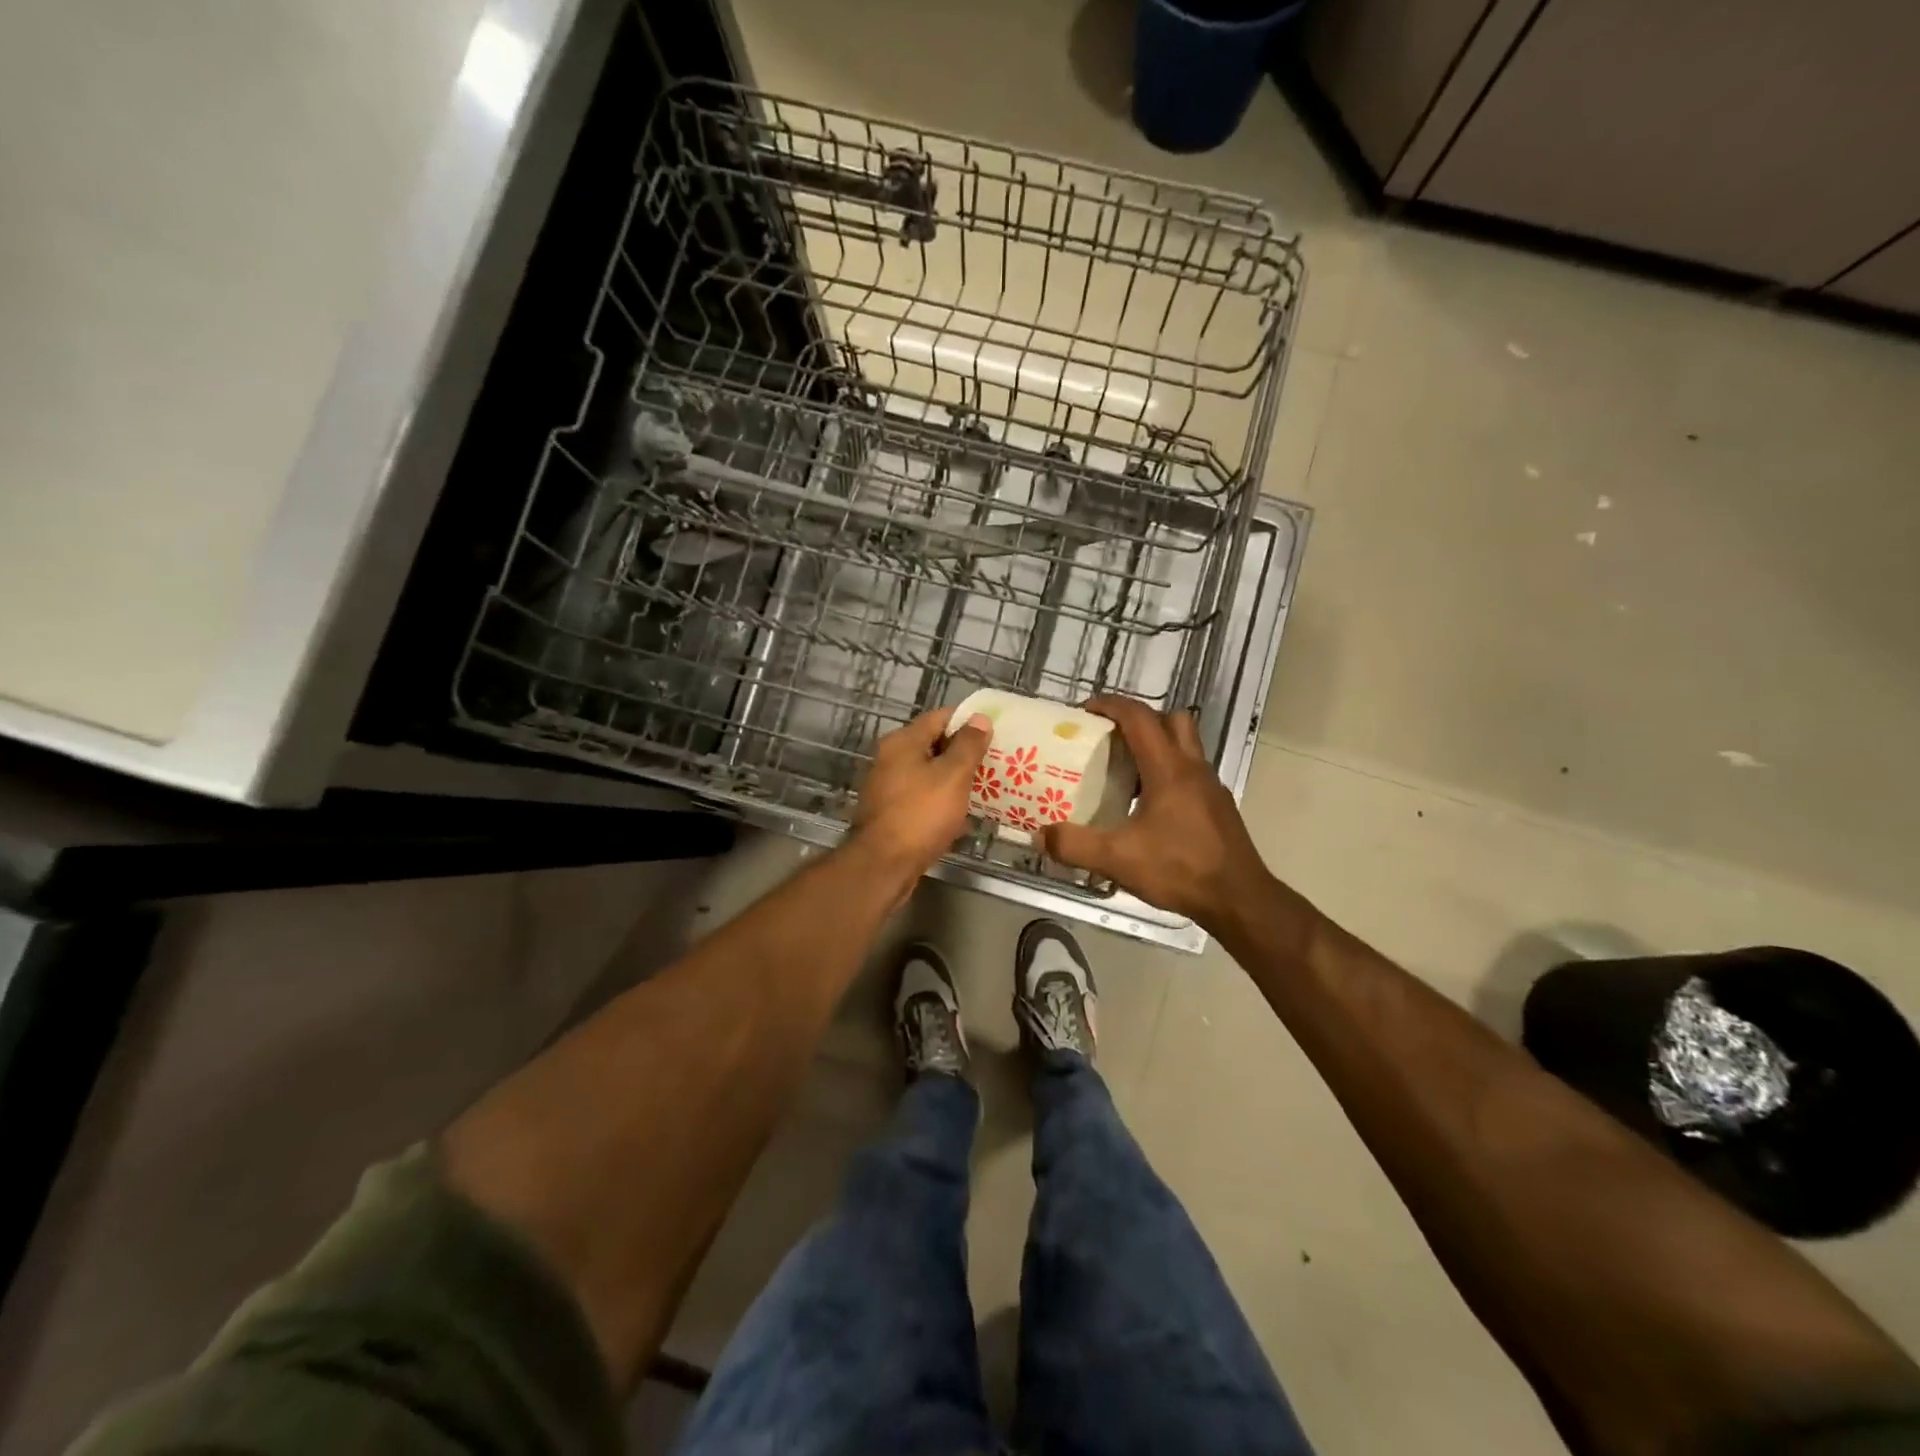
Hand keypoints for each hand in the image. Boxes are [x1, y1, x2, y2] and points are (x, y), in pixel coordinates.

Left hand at [852, 708, 991, 880]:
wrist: (884, 865)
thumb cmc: (921, 814)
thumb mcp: (953, 776)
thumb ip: (968, 745)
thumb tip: (979, 718)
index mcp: (902, 742)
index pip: (940, 717)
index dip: (968, 723)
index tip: (994, 733)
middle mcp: (890, 759)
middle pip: (933, 745)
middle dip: (964, 753)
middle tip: (995, 762)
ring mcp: (888, 787)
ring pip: (929, 775)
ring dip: (955, 780)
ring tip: (986, 788)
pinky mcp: (892, 813)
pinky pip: (923, 799)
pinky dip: (942, 803)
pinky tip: (964, 817)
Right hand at [1038, 696, 1272, 927]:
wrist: (1239, 899)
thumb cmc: (1180, 869)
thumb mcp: (1118, 859)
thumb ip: (1075, 845)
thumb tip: (1040, 834)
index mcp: (1168, 769)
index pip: (1140, 718)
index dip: (1111, 706)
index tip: (1086, 710)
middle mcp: (1193, 768)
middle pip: (1171, 720)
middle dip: (1140, 720)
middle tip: (1111, 738)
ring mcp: (1211, 787)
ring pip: (1185, 746)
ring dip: (1157, 746)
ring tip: (1125, 772)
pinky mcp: (1218, 807)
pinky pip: (1191, 773)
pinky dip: (1168, 774)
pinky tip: (1149, 807)